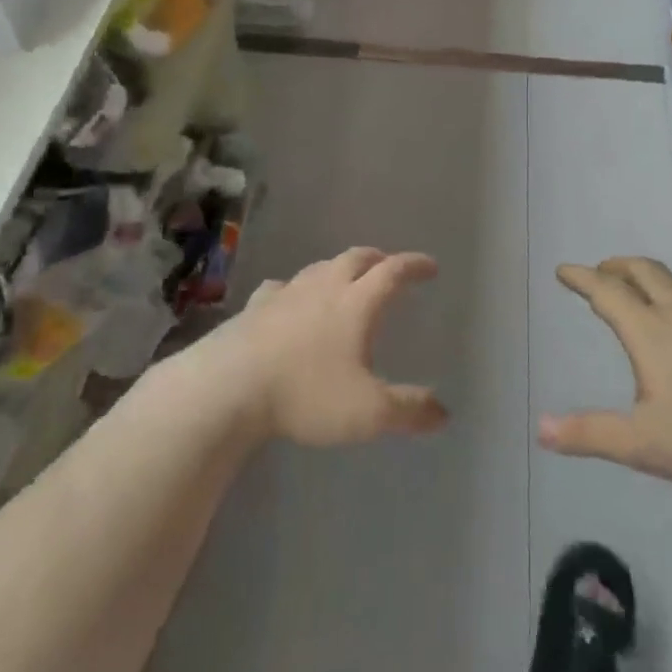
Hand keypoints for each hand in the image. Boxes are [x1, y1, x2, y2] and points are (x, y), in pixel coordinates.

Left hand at [223, 247, 447, 446]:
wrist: (228, 388)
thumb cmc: (305, 394)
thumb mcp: (368, 412)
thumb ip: (409, 411)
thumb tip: (443, 412)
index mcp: (356, 303)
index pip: (393, 272)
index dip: (414, 265)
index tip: (430, 266)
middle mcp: (324, 287)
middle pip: (356, 258)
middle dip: (378, 259)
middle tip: (389, 265)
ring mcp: (286, 294)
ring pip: (320, 268)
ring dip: (339, 268)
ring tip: (345, 279)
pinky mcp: (254, 307)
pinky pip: (281, 288)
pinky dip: (296, 288)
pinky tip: (289, 299)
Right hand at [540, 256, 671, 488]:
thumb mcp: (643, 443)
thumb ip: (590, 434)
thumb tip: (540, 428)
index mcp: (651, 332)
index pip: (607, 292)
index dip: (582, 278)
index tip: (563, 270)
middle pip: (644, 272)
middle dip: (617, 266)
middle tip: (600, 271)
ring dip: (653, 275)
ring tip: (644, 285)